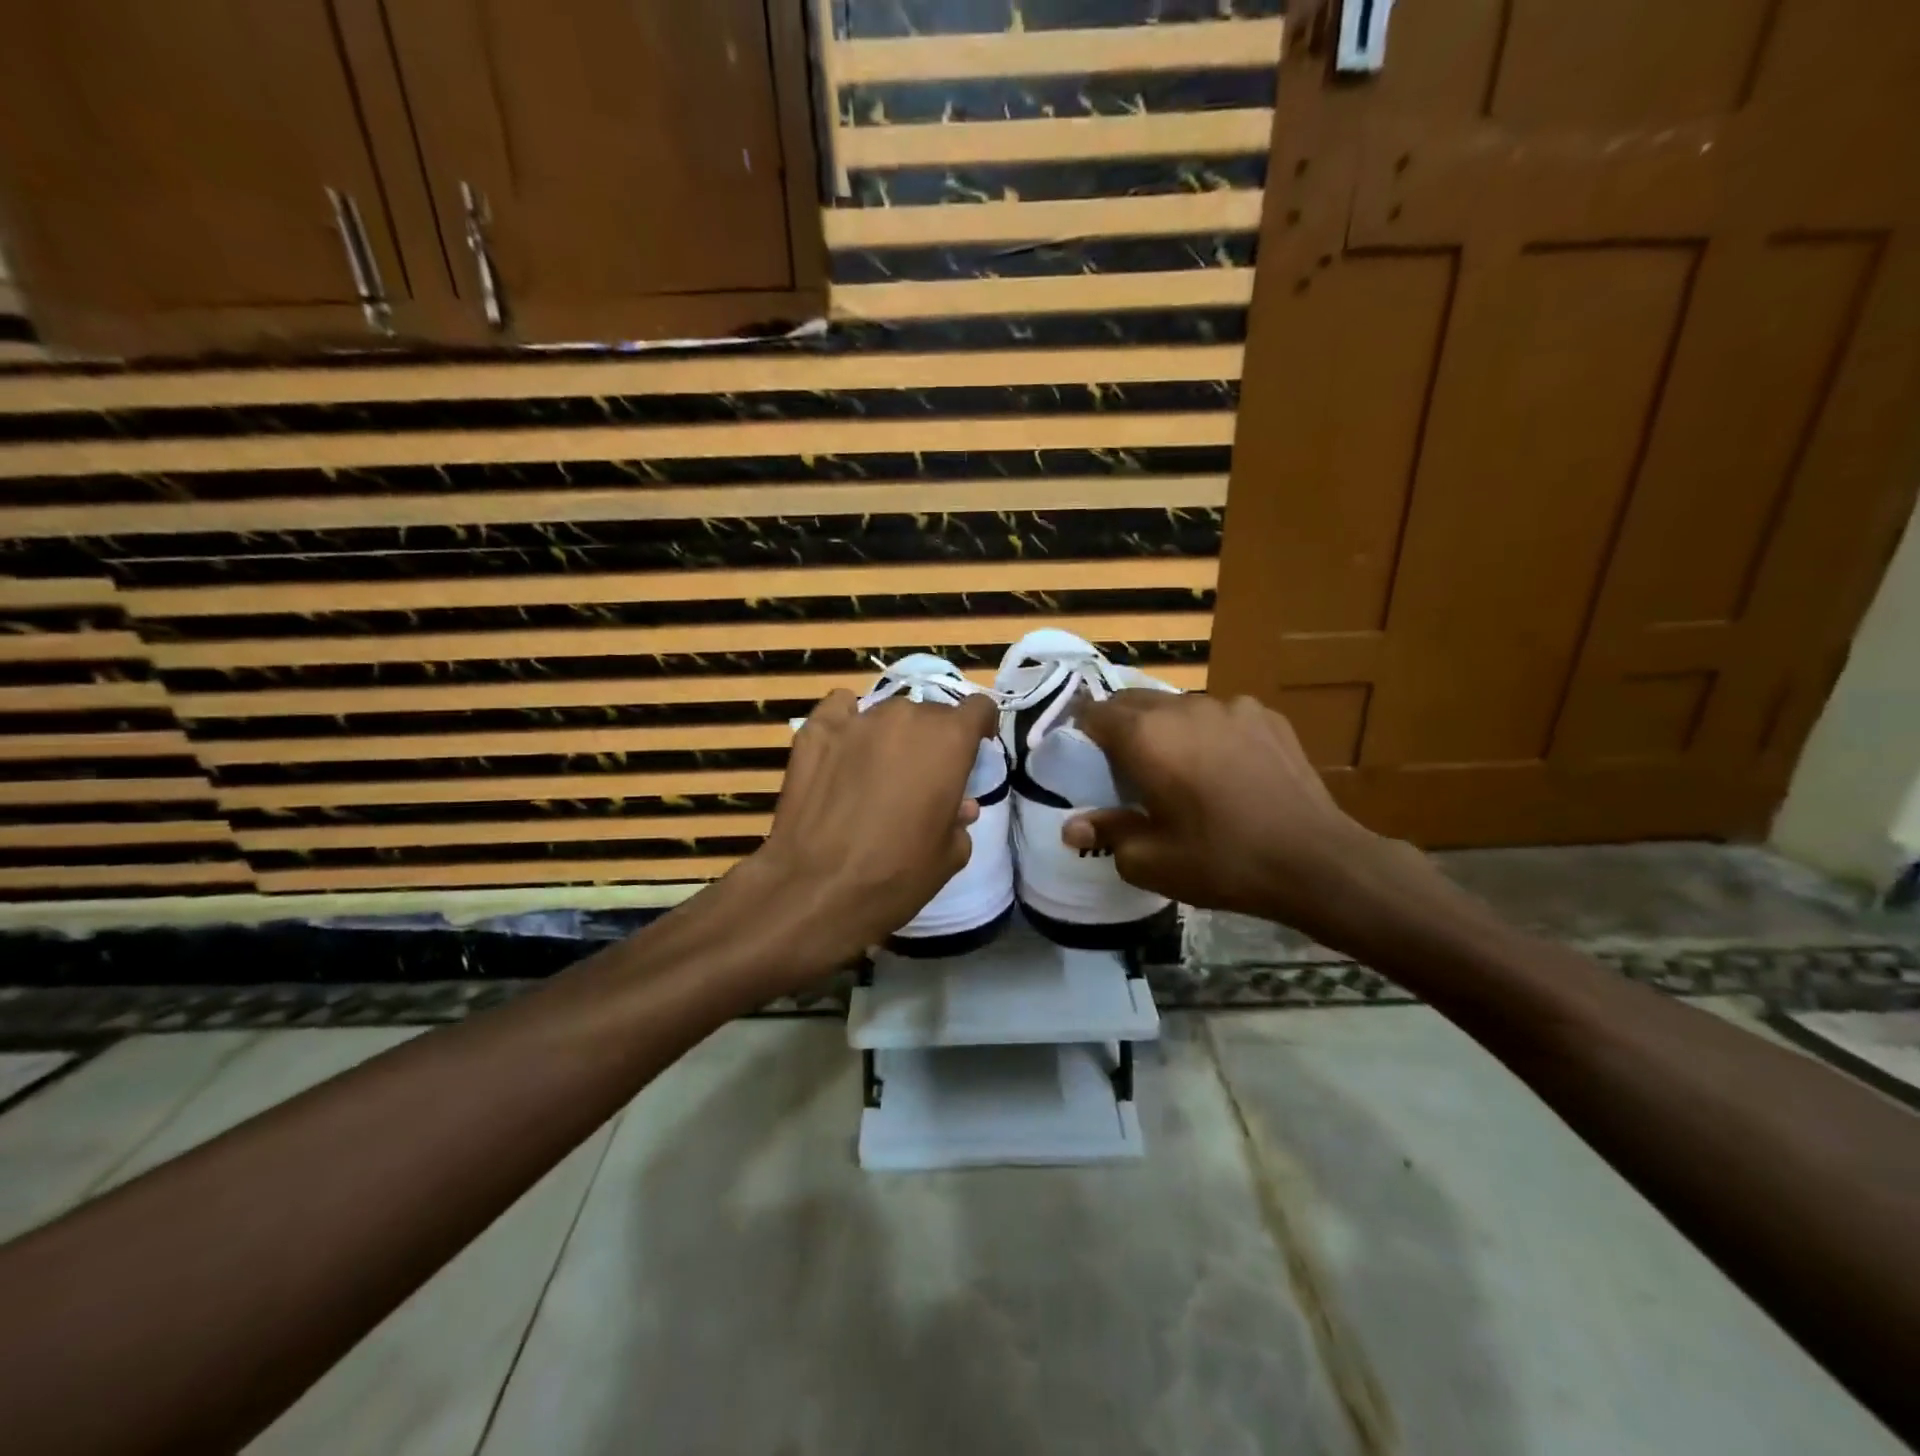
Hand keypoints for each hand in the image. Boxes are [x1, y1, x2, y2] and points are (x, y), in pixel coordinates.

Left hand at [751, 687, 996, 962]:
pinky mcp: (815, 730)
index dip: (980, 726)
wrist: (817, 889)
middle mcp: (906, 716)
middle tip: (922, 777)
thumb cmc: (897, 875)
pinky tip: (842, 749)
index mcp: (949, 740)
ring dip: (892, 735)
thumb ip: (959, 818)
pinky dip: (847, 722)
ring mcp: (857, 719)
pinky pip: (840, 709)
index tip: (974, 749)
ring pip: (887, 713)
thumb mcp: (950, 855)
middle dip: (933, 739)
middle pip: (931, 713)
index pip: (979, 707)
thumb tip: (958, 805)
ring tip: (877, 770)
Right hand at [1063, 692, 1445, 952]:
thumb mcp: (1151, 860)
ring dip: (1166, 729)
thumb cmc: (1221, 861)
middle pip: (1132, 701)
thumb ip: (1106, 833)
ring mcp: (1229, 706)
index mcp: (1145, 736)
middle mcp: (1183, 708)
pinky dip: (1209, 733)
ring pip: (1178, 706)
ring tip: (1180, 768)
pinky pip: (1220, 715)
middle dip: (1120, 727)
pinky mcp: (1266, 715)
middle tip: (1124, 768)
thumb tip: (1072, 827)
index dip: (1081, 734)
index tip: (1083, 760)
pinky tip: (1226, 768)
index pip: (1093, 713)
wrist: (1316, 861)